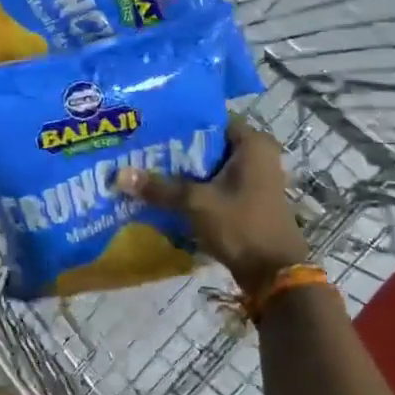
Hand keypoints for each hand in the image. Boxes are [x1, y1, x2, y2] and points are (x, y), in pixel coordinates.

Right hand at [116, 118, 307, 295]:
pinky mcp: (249, 199)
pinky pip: (216, 184)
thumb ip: (159, 187)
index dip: (179, 121)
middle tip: (140, 147)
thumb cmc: (242, 226)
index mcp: (253, 143)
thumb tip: (119, 175)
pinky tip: (165, 191)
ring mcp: (255, 178)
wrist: (275, 274)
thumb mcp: (196, 203)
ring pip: (210, 166)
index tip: (149, 126)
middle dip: (176, 148)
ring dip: (183, 170)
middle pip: (208, 143)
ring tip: (146, 167)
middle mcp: (257, 155)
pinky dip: (195, 187)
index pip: (209, 119)